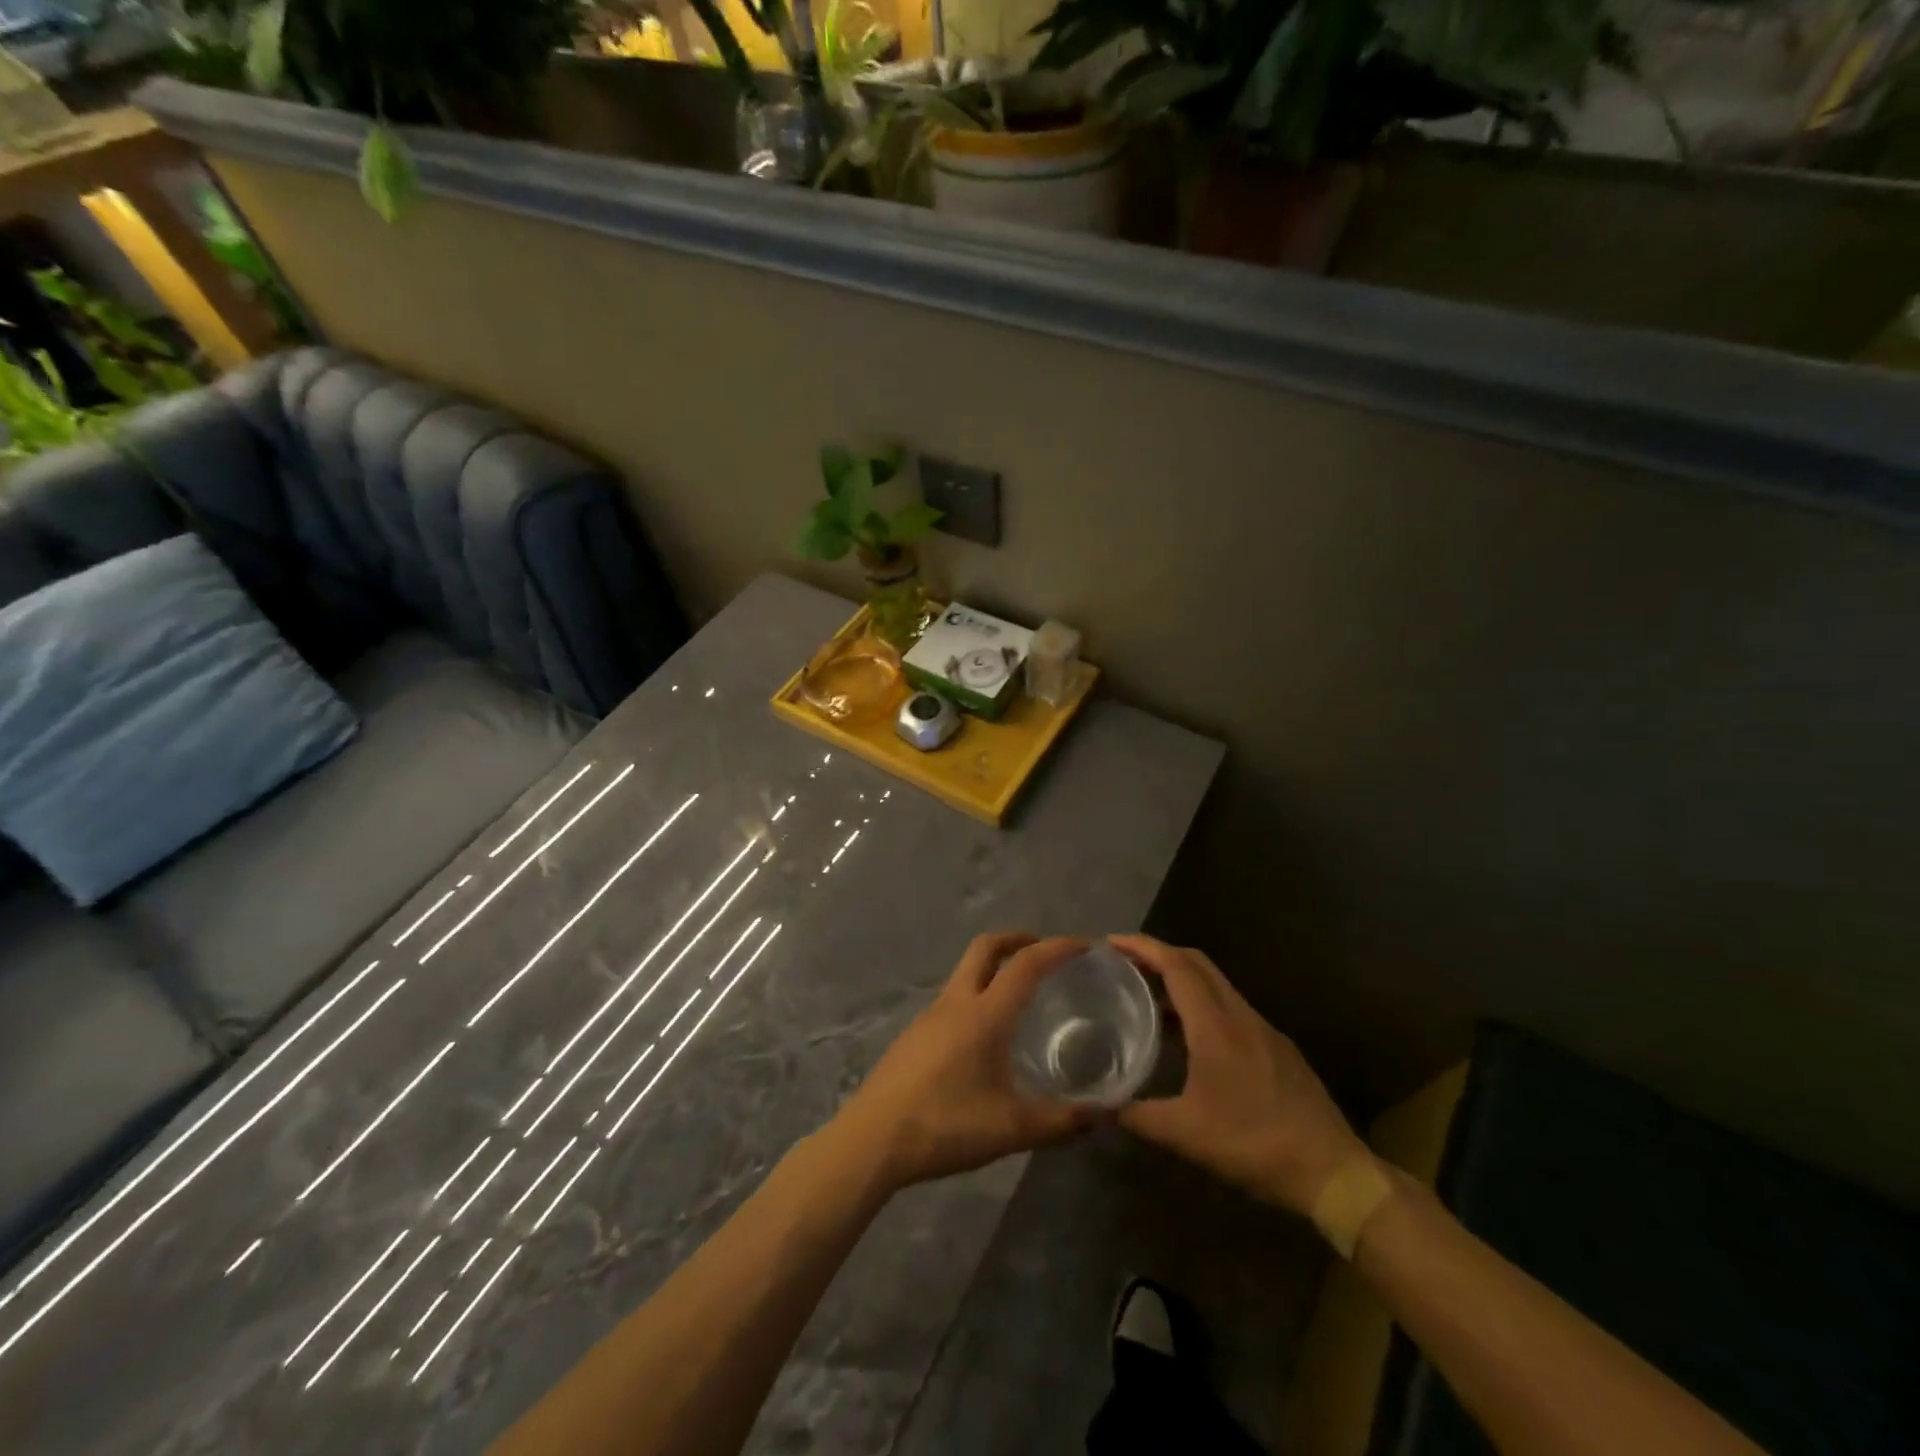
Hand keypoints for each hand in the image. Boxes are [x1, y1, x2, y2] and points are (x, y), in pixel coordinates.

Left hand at [834, 933, 1096, 1190]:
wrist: (873, 1139)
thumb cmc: (945, 1125)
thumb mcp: (1012, 1129)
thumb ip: (1061, 1121)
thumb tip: (1106, 1115)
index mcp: (985, 1014)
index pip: (1026, 963)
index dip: (1057, 948)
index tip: (1084, 945)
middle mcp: (956, 1002)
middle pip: (986, 947)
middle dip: (1018, 939)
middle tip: (1044, 952)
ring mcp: (929, 1016)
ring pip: (965, 972)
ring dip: (993, 969)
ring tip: (1019, 998)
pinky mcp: (914, 1034)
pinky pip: (952, 999)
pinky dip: (975, 996)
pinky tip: (984, 1037)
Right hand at [1112, 935, 1368, 1217]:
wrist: (1332, 1171)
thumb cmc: (1254, 1144)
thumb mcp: (1186, 1135)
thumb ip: (1137, 1116)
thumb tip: (1100, 1106)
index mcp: (1215, 1025)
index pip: (1176, 965)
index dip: (1143, 947)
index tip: (1112, 943)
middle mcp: (1240, 1015)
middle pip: (1197, 963)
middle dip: (1159, 953)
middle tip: (1126, 964)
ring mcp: (1263, 1029)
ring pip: (1216, 984)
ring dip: (1181, 979)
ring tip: (1149, 996)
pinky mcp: (1277, 1047)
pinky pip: (1230, 1007)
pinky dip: (1202, 1003)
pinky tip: (1189, 1035)